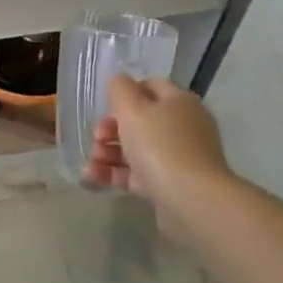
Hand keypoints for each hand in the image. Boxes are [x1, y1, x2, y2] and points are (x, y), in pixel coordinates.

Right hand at [83, 76, 233, 233]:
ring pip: (138, 149)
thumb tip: (119, 82)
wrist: (192, 200)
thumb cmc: (160, 146)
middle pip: (141, 120)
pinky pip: (139, 174)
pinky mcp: (171, 185)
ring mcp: (179, 157)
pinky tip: (93, 178)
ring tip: (91, 163)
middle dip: (111, 129)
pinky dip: (116, 174)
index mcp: (179, 102)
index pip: (150, 86)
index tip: (105, 108)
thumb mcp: (132, 109)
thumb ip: (120, 89)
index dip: (125, 94)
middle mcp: (183, 126)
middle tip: (96, 138)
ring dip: (109, 153)